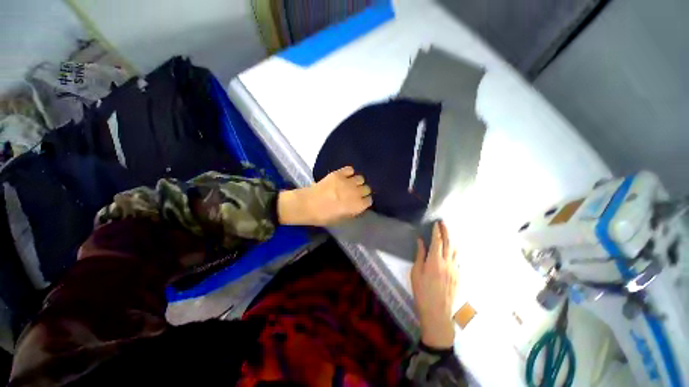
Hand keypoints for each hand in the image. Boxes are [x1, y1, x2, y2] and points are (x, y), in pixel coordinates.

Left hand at [277, 166, 371, 225]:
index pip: (369, 200)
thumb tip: (358, 205)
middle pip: (367, 188)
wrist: (306, 205)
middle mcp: (355, 193)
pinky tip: (345, 177)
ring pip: (360, 178)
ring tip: (350, 184)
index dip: (365, 201)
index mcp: (356, 206)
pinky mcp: (338, 173)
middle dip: (362, 192)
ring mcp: (346, 182)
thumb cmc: (323, 216)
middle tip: (355, 193)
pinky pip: (350, 169)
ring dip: (357, 182)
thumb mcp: (341, 219)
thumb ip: (352, 211)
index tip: (361, 202)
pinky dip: (349, 173)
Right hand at [411, 221, 457, 348]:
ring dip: (452, 240)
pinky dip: (454, 251)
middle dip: (446, 231)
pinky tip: (452, 250)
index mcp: (435, 261)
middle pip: (449, 243)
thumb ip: (420, 255)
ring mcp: (455, 270)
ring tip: (449, 233)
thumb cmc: (422, 292)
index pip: (437, 241)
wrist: (437, 313)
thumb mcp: (416, 272)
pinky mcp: (458, 277)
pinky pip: (457, 260)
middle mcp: (447, 263)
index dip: (437, 231)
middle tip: (444, 223)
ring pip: (455, 250)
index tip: (436, 223)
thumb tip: (420, 241)